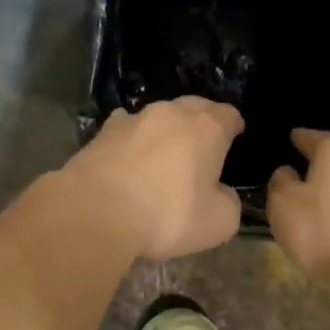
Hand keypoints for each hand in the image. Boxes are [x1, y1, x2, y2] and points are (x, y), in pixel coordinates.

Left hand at [63, 98, 244, 258]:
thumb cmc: (167, 215)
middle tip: (203, 145)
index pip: (229, 114)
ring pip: (158, 116)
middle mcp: (171, 113)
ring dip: (165, 130)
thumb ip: (228, 202)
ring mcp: (133, 118)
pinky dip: (133, 139)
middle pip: (194, 107)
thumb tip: (220, 193)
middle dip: (201, 121)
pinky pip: (126, 129)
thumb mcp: (218, 222)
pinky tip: (129, 155)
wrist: (95, 211)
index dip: (234, 126)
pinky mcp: (102, 132)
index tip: (234, 138)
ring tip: (165, 152)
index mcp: (207, 128)